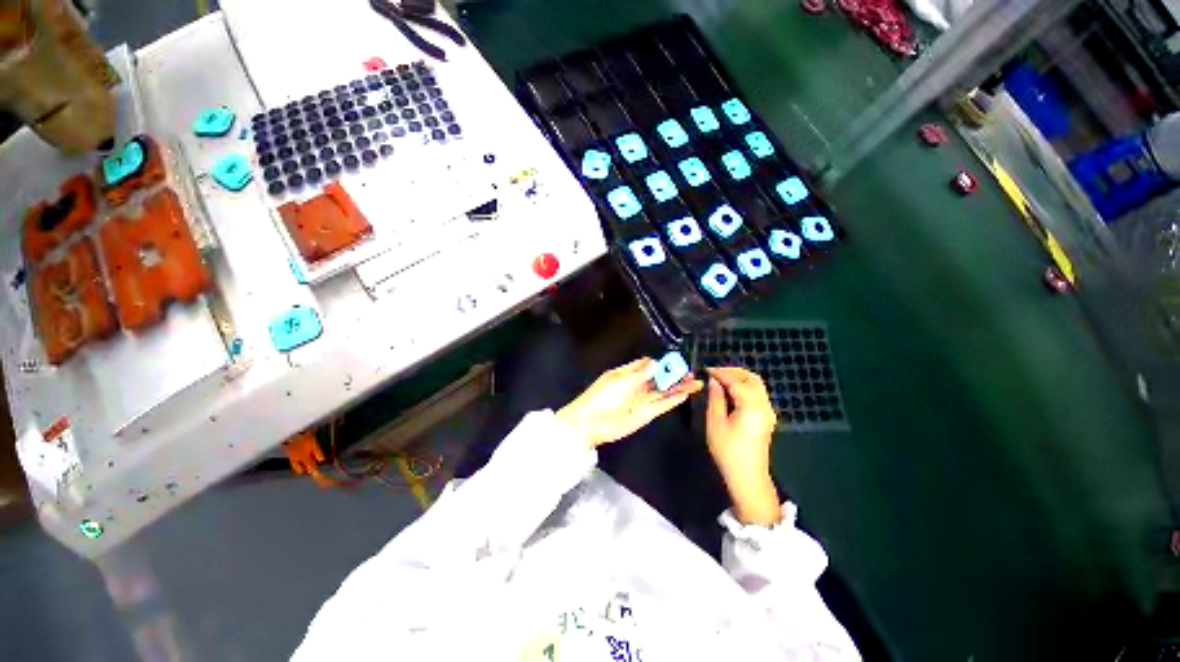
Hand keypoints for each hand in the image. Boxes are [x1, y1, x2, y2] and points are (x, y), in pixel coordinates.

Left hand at [556, 358, 702, 448]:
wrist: (590, 423)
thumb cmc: (602, 396)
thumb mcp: (620, 380)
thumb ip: (640, 373)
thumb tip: (655, 362)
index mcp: (627, 374)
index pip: (647, 365)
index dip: (661, 362)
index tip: (676, 360)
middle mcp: (636, 386)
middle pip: (658, 378)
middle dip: (673, 374)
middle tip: (690, 372)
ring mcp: (642, 400)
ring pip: (663, 391)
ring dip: (678, 387)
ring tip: (695, 382)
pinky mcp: (645, 414)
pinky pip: (662, 405)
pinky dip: (673, 400)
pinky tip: (685, 394)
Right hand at [706, 367, 780, 524]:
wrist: (747, 477)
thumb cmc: (728, 451)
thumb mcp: (715, 423)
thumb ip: (715, 398)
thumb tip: (713, 381)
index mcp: (751, 406)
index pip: (736, 380)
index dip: (720, 372)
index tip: (706, 369)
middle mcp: (764, 405)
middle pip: (751, 378)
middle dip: (732, 371)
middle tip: (713, 372)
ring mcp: (767, 411)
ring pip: (756, 384)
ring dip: (738, 377)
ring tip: (719, 379)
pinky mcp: (766, 417)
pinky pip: (756, 393)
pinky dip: (743, 386)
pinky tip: (729, 390)